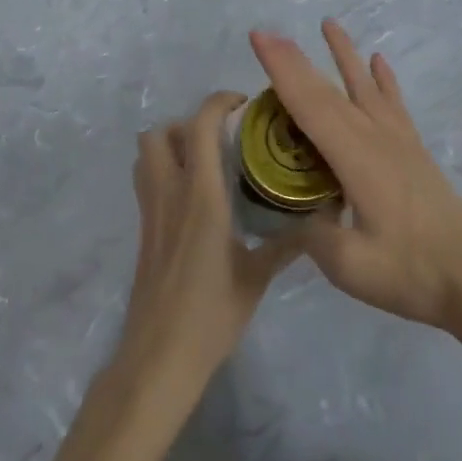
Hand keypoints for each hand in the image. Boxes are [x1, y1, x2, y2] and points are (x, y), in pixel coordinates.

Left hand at [116, 92, 302, 399]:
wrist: (159, 358)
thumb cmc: (211, 315)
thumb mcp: (257, 277)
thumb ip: (286, 244)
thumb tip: (317, 220)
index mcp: (201, 196)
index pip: (199, 126)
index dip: (218, 102)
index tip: (243, 104)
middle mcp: (170, 193)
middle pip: (160, 132)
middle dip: (189, 121)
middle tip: (222, 135)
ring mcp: (151, 211)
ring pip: (146, 153)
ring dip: (170, 142)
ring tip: (205, 158)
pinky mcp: (144, 229)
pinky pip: (145, 179)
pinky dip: (163, 168)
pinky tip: (192, 194)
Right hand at [250, 21, 461, 336]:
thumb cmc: (411, 273)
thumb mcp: (350, 265)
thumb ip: (313, 234)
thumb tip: (294, 213)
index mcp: (356, 159)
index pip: (310, 105)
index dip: (282, 71)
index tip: (260, 39)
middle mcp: (375, 138)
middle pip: (330, 91)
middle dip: (296, 60)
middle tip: (269, 33)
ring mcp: (398, 141)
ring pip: (364, 87)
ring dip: (344, 54)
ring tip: (329, 24)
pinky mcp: (413, 150)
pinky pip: (394, 104)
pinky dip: (384, 80)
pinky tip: (379, 62)